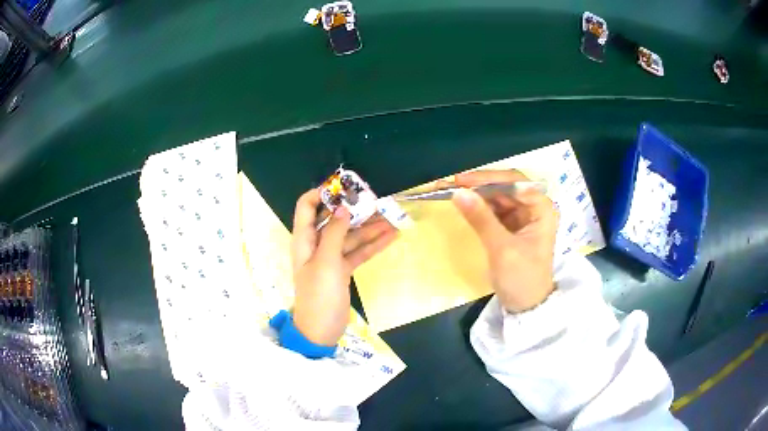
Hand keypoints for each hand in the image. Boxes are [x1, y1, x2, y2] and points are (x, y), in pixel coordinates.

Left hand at [291, 189, 397, 345]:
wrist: (321, 331)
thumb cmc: (319, 295)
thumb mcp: (326, 262)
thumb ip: (334, 233)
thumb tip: (342, 207)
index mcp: (304, 239)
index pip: (307, 207)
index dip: (322, 193)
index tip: (345, 186)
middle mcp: (316, 244)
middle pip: (335, 220)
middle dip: (354, 209)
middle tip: (377, 200)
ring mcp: (331, 258)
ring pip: (351, 236)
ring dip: (370, 228)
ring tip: (393, 217)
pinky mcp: (343, 270)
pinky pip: (359, 252)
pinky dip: (373, 245)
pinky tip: (391, 236)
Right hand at [449, 170, 557, 312]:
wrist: (525, 306)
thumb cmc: (521, 278)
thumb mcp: (501, 249)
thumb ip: (481, 219)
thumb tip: (458, 192)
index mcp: (542, 209)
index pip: (515, 183)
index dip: (488, 178)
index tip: (461, 180)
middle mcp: (534, 207)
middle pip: (504, 187)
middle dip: (478, 185)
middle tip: (449, 184)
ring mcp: (522, 216)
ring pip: (497, 196)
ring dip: (475, 194)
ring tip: (449, 190)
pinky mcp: (511, 225)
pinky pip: (493, 209)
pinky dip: (477, 206)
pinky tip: (462, 203)